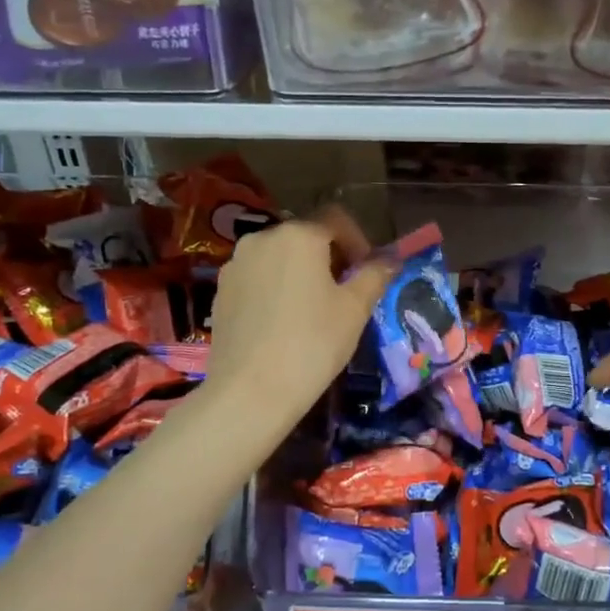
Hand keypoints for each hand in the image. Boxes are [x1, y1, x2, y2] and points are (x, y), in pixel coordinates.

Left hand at [203, 210, 394, 429]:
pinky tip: (283, 323)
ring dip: (300, 272)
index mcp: (298, 235)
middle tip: (344, 292)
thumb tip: (389, 259)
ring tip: (313, 309)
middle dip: (329, 257)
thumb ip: (374, 275)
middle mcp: (262, 238)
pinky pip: (257, 278)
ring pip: (279, 257)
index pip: (336, 218)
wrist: (249, 391)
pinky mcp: (220, 292)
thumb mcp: (355, 309)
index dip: (358, 241)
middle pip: (305, 235)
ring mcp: (235, 265)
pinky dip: (275, 289)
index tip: (367, 273)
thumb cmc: (313, 343)